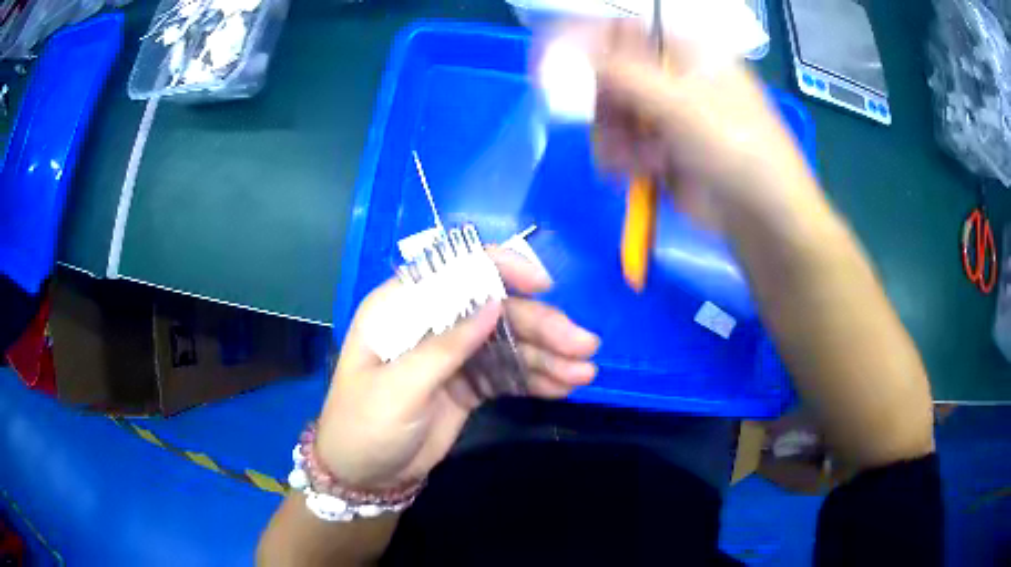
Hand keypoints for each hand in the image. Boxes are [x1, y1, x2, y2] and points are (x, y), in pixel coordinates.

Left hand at [315, 249, 599, 488]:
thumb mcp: (399, 387)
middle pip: (496, 310)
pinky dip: (537, 378)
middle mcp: (432, 323)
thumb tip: (493, 302)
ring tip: (585, 372)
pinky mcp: (469, 384)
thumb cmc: (365, 424)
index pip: (456, 272)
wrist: (365, 474)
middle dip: (542, 326)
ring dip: (549, 355)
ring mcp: (454, 354)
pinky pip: (509, 374)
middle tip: (584, 346)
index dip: (501, 270)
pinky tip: (565, 386)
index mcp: (402, 308)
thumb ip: (445, 346)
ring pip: (510, 343)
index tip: (542, 285)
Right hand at [574, 20, 813, 226]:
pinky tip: (639, 173)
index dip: (580, 41)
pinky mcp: (658, 148)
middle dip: (600, 101)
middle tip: (602, 125)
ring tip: (636, 161)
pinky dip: (621, 157)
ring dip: (611, 136)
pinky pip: (620, 142)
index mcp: (685, 51)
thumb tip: (560, 50)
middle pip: (609, 73)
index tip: (547, 64)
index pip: (620, 30)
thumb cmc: (735, 149)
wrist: (763, 219)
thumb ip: (620, 74)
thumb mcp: (680, 104)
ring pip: (610, 112)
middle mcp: (672, 76)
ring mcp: (664, 113)